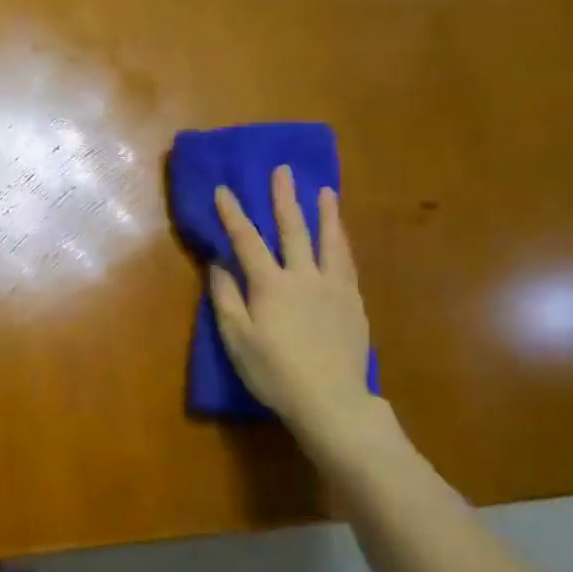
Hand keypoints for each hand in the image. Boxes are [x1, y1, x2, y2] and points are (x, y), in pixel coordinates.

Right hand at [210, 166, 375, 447]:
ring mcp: (334, 288)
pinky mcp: (353, 303)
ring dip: (325, 214)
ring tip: (325, 191)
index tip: (224, 189)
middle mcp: (304, 277)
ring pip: (329, 241)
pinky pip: (346, 262)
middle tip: (284, 171)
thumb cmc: (273, 372)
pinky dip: (341, 242)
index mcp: (270, 285)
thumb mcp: (236, 338)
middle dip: (285, 199)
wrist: (331, 400)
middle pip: (294, 230)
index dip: (233, 214)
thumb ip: (226, 298)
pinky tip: (340, 237)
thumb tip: (219, 264)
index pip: (247, 241)